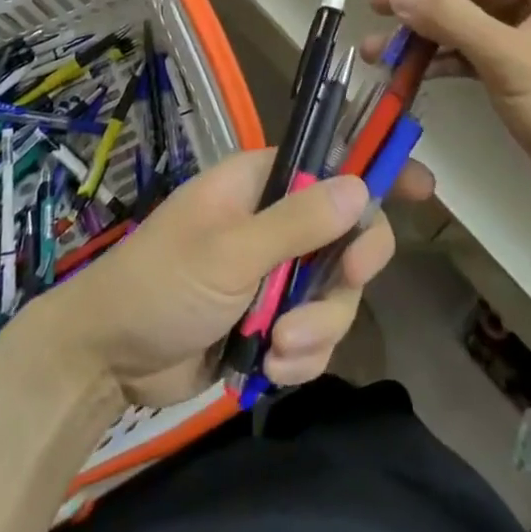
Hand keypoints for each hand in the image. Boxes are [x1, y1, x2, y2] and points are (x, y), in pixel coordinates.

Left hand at [28, 148, 432, 406]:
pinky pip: (315, 335)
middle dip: (347, 268)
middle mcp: (277, 220)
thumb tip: (360, 186)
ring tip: (279, 349)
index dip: (376, 169)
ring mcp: (276, 273)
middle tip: (346, 280)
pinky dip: (302, 357)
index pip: (332, 161)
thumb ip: (297, 221)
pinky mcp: (271, 322)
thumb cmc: (162, 280)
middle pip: (347, 234)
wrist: (108, 359)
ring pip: (334, 293)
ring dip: (317, 327)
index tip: (423, 188)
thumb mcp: (230, 249)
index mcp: (263, 182)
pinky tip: (271, 370)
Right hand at [364, 0, 530, 230]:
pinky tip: (411, 70)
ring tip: (382, 50)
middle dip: (427, 3)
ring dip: (429, 34)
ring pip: (474, 21)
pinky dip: (448, 58)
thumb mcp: (510, 59)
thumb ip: (450, 18)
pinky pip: (481, 50)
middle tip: (378, 11)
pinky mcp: (530, 69)